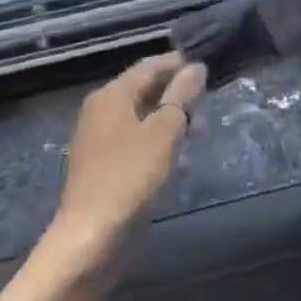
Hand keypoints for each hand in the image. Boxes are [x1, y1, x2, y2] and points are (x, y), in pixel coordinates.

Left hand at [46, 53, 206, 272]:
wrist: (91, 237)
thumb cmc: (128, 177)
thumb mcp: (162, 133)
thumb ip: (180, 97)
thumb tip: (195, 68)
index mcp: (111, 97)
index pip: (148, 67)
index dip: (177, 63)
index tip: (206, 64)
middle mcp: (102, 112)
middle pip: (144, 91)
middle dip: (177, 92)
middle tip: (209, 98)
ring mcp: (102, 141)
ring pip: (143, 118)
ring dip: (171, 119)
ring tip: (202, 129)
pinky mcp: (107, 167)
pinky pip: (138, 142)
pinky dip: (160, 141)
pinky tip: (181, 156)